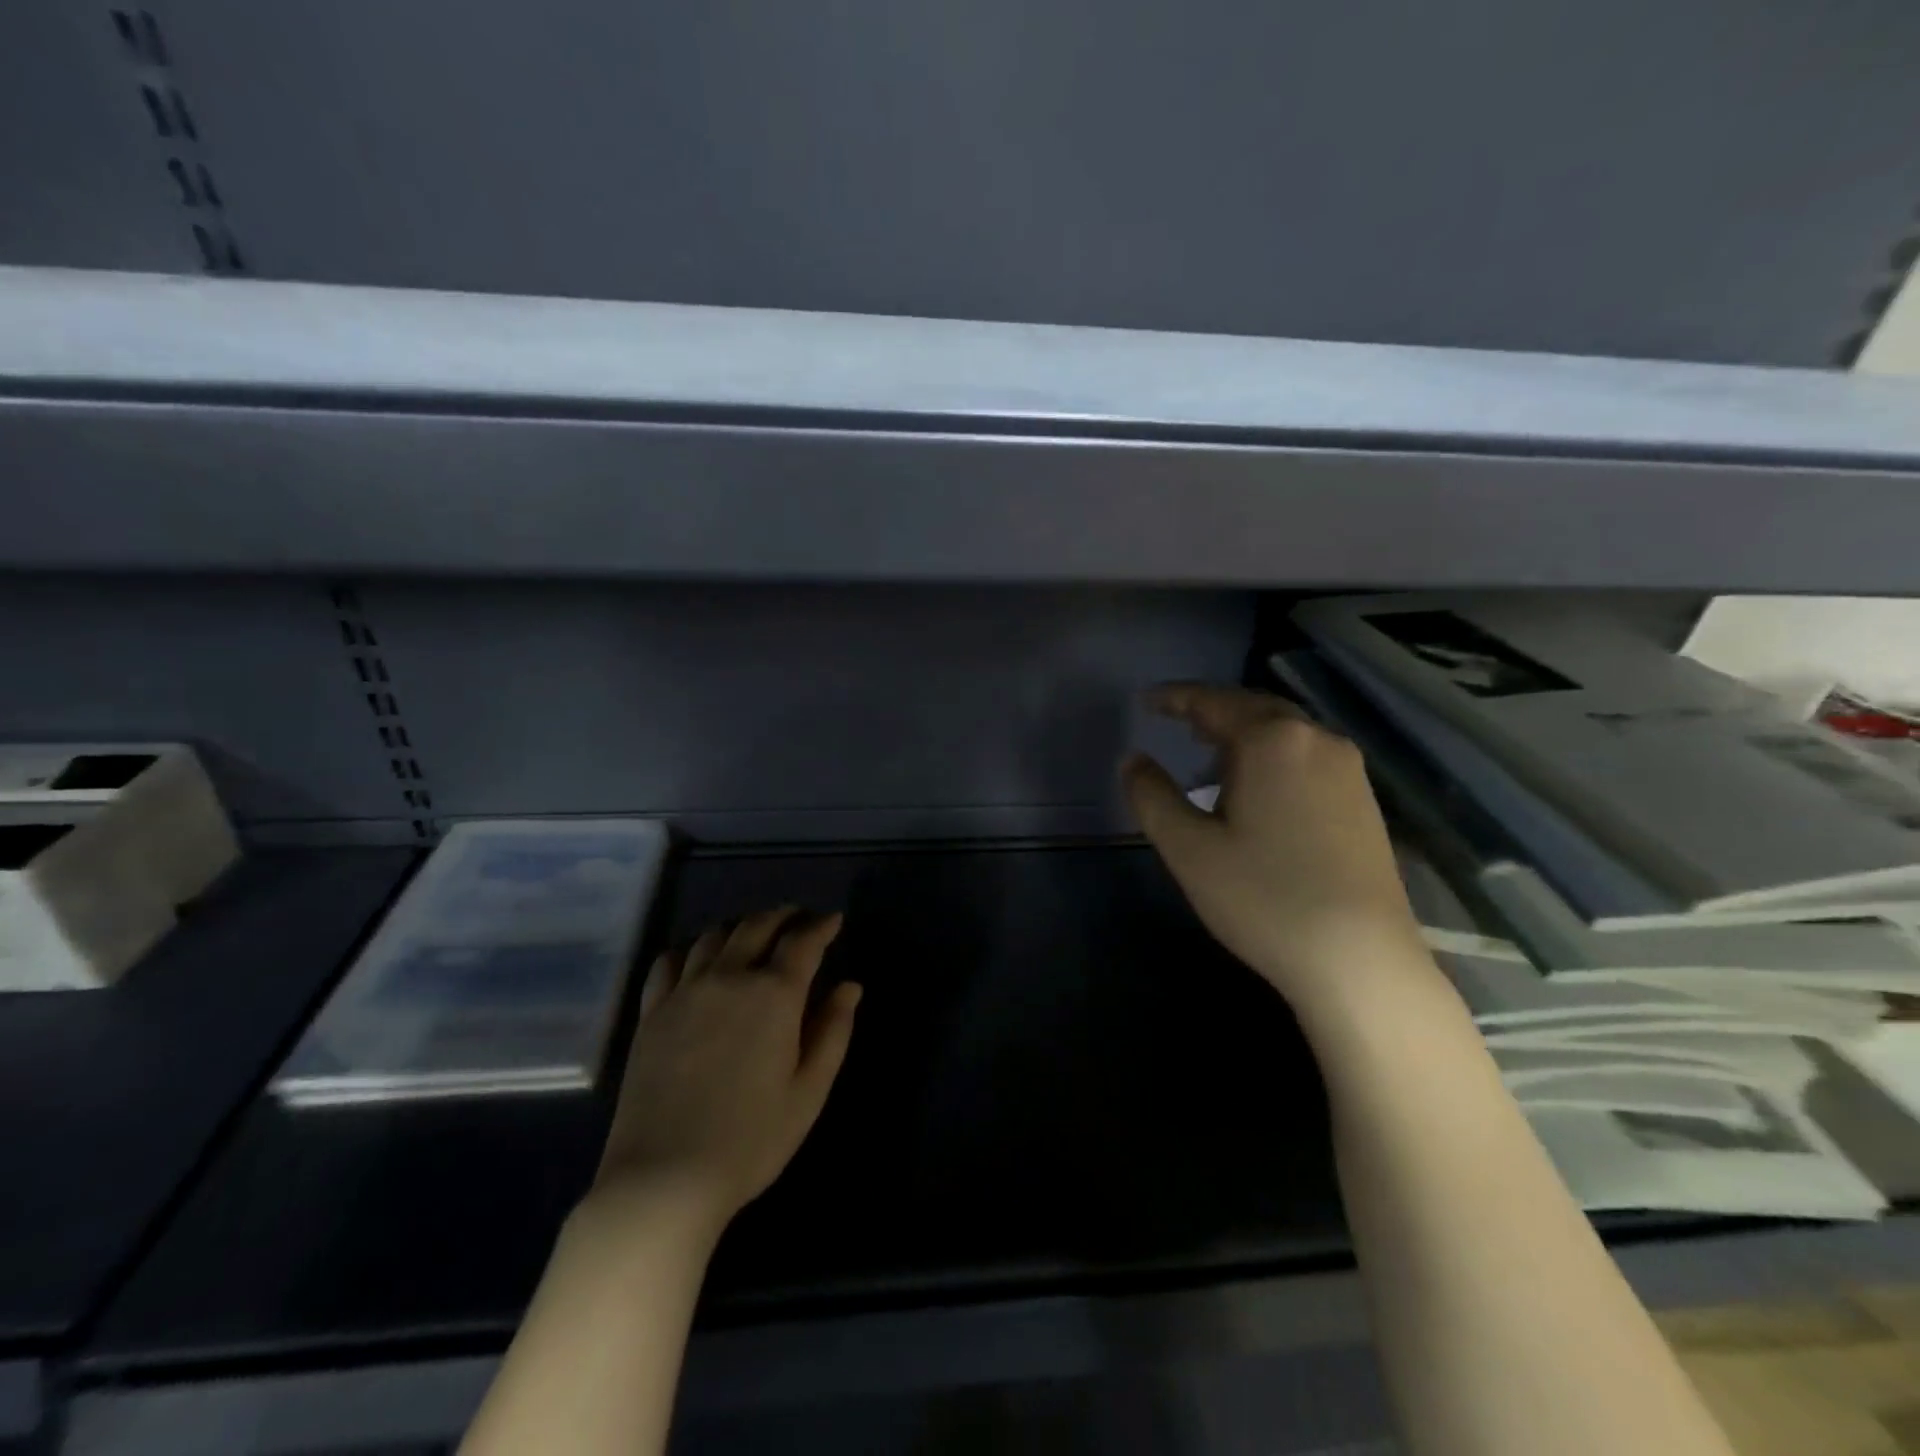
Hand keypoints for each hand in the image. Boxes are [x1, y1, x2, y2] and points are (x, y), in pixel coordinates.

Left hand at [587, 907, 861, 1242]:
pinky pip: (668, 962)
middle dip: (783, 916)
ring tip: (752, 935)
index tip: (833, 919)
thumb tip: (850, 986)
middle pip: (757, 926)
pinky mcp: (652, 1012)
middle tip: (797, 919)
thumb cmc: (751, 1140)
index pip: (803, 942)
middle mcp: (730, 977)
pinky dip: (690, 950)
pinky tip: (697, 961)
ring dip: (740, 927)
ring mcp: (685, 992)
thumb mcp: (809, 1091)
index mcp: (774, 994)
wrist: (664, 1179)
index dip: (821, 926)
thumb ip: (833, 1031)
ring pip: (714, 936)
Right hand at [1123, 683, 1432, 1016]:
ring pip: (1286, 733)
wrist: (1359, 960)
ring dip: (1244, 734)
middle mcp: (1317, 740)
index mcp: (1272, 741)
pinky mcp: (1364, 800)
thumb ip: (1152, 796)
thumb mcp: (1188, 848)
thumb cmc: (1263, 897)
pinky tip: (1258, 788)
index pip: (1213, 702)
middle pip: (1254, 709)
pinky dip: (1273, 756)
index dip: (1175, 698)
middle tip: (1177, 721)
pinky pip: (1307, 757)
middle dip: (1213, 711)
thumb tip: (1132, 760)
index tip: (1147, 701)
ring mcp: (1348, 770)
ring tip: (1210, 754)